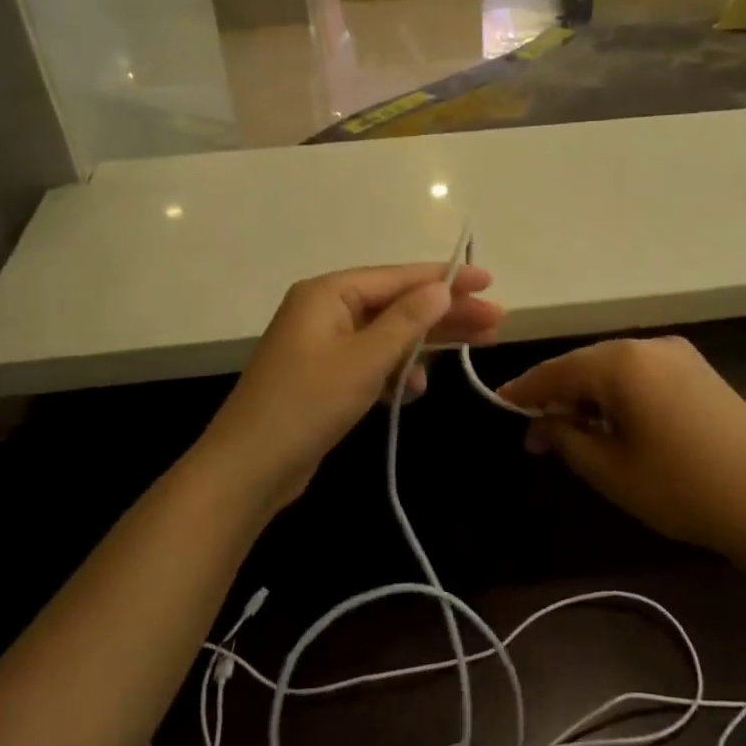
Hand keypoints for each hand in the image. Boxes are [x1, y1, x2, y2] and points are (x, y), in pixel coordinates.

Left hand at [197, 264, 502, 516]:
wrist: (249, 468)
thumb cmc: (306, 405)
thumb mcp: (364, 360)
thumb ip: (406, 322)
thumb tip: (441, 288)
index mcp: (328, 294)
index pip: (398, 277)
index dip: (446, 279)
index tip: (489, 282)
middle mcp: (325, 311)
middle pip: (398, 304)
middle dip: (446, 314)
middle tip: (496, 321)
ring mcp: (324, 345)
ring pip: (389, 334)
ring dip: (427, 344)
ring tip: (477, 349)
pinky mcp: (327, 377)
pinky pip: (373, 362)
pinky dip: (398, 372)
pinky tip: (418, 389)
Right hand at [498, 337, 745, 562]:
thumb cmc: (683, 488)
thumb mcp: (611, 470)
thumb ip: (566, 438)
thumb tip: (540, 423)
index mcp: (621, 362)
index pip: (556, 370)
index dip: (524, 390)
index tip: (499, 405)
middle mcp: (650, 345)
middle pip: (585, 364)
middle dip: (557, 397)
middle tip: (536, 437)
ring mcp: (681, 356)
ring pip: (615, 370)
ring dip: (588, 398)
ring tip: (573, 437)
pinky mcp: (701, 374)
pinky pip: (643, 376)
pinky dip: (619, 397)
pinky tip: (615, 426)